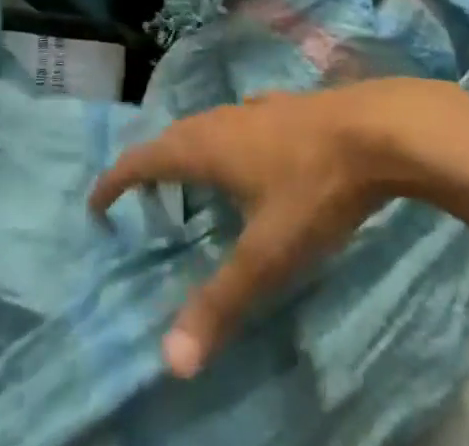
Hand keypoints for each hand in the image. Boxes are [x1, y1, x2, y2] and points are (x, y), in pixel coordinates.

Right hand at [89, 81, 455, 377]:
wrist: (373, 130)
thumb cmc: (312, 189)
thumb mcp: (267, 254)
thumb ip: (220, 303)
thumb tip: (170, 359)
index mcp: (204, 147)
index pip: (144, 159)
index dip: (116, 179)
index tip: (95, 201)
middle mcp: (220, 120)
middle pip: (170, 138)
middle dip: (148, 165)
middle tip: (137, 195)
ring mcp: (253, 108)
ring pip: (204, 127)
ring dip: (184, 151)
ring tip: (183, 178)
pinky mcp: (282, 107)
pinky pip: (234, 124)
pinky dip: (220, 142)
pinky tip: (244, 155)